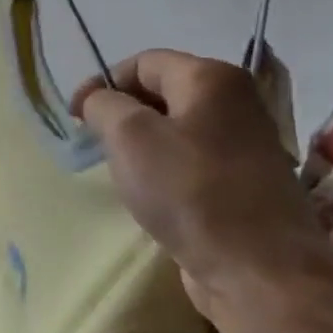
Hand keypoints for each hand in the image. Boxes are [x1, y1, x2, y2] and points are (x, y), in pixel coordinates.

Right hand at [71, 50, 332, 319]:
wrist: (258, 270)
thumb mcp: (128, 135)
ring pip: (175, 128)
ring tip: (121, 171)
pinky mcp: (246, 182)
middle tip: (95, 144)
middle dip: (121, 113)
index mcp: (212, 79)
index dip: (102, 84)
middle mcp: (237, 102)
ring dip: (141, 144)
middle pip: (161, 92)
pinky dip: (164, 169)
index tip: (74, 118)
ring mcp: (246, 144)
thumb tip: (98, 101)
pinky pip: (191, 160)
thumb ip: (103, 105)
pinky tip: (152, 194)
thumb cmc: (188, 190)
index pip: (142, 62)